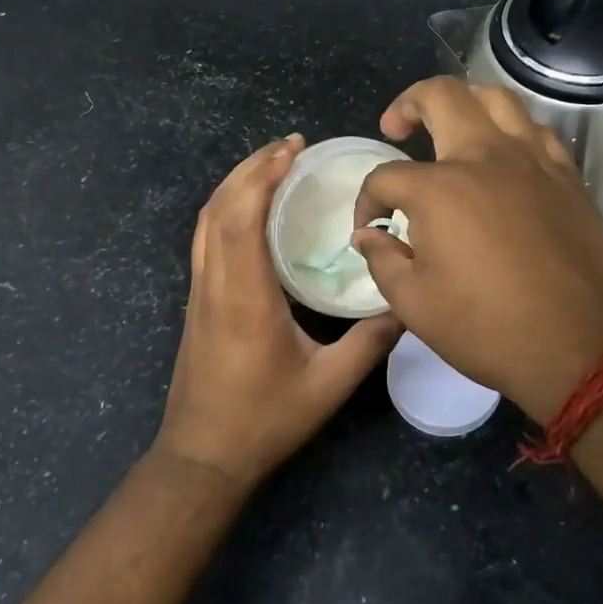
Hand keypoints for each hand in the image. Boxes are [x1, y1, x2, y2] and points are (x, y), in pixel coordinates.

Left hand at [156, 134, 401, 488]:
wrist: (202, 457)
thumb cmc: (264, 420)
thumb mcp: (329, 386)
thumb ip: (370, 342)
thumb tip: (406, 303)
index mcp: (244, 297)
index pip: (241, 218)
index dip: (263, 176)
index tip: (292, 150)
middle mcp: (214, 284)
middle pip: (218, 208)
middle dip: (250, 168)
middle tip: (289, 147)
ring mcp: (199, 292)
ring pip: (205, 221)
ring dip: (234, 185)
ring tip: (271, 166)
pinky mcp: (196, 302)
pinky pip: (204, 238)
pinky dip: (225, 208)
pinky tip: (251, 210)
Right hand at [351, 78, 602, 424]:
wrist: (581, 348)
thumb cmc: (489, 329)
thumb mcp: (414, 304)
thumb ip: (382, 260)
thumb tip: (368, 236)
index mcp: (440, 189)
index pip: (386, 177)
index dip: (367, 202)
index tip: (370, 230)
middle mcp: (486, 157)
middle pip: (442, 96)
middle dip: (408, 103)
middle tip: (396, 128)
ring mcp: (533, 161)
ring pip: (497, 99)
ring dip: (465, 103)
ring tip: (452, 128)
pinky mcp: (568, 176)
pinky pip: (536, 132)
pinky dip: (512, 132)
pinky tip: (505, 158)